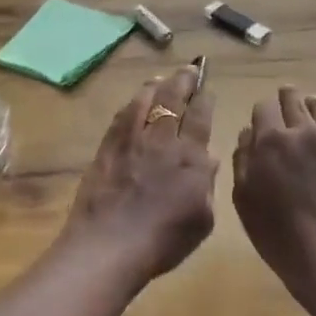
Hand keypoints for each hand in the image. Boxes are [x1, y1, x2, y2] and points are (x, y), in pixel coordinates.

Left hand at [61, 65, 217, 287]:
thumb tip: (209, 159)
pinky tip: (132, 102)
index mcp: (190, 158)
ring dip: (155, 87)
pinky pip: (121, 118)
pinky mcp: (106, 149)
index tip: (207, 87)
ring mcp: (130, 142)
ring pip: (144, 102)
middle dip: (183, 81)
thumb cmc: (163, 241)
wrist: (109, 246)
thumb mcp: (201, 220)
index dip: (204, 99)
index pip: (200, 117)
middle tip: (189, 68)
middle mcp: (161, 141)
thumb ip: (207, 186)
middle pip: (172, 100)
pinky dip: (130, 105)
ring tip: (161, 79)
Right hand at [232, 86, 315, 290]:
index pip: (264, 108)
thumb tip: (247, 134)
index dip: (261, 112)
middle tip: (285, 98)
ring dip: (312, 106)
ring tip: (310, 106)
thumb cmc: (277, 233)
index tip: (261, 119)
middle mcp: (303, 134)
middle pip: (294, 101)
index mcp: (271, 141)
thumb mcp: (244, 199)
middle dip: (287, 98)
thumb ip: (242, 160)